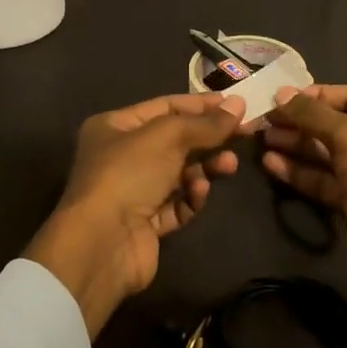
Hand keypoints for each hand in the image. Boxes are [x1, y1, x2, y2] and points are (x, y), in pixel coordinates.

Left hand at [27, 91, 245, 335]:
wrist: (103, 243)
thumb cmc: (128, 174)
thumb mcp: (168, 136)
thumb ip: (205, 122)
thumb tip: (239, 105)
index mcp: (115, 126)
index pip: (165, 107)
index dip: (201, 104)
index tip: (237, 105)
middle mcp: (121, 156)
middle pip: (176, 141)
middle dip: (208, 138)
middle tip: (244, 134)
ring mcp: (134, 192)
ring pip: (180, 173)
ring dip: (206, 167)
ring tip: (229, 165)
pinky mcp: (147, 223)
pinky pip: (177, 204)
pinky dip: (191, 197)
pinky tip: (198, 192)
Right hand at [263, 85, 346, 347]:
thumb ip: (314, 114)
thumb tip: (281, 94)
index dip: (318, 95)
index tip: (282, 97)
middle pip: (337, 125)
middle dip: (301, 122)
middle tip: (264, 119)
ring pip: (327, 154)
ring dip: (295, 145)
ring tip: (261, 138)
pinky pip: (323, 180)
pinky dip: (299, 171)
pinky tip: (271, 163)